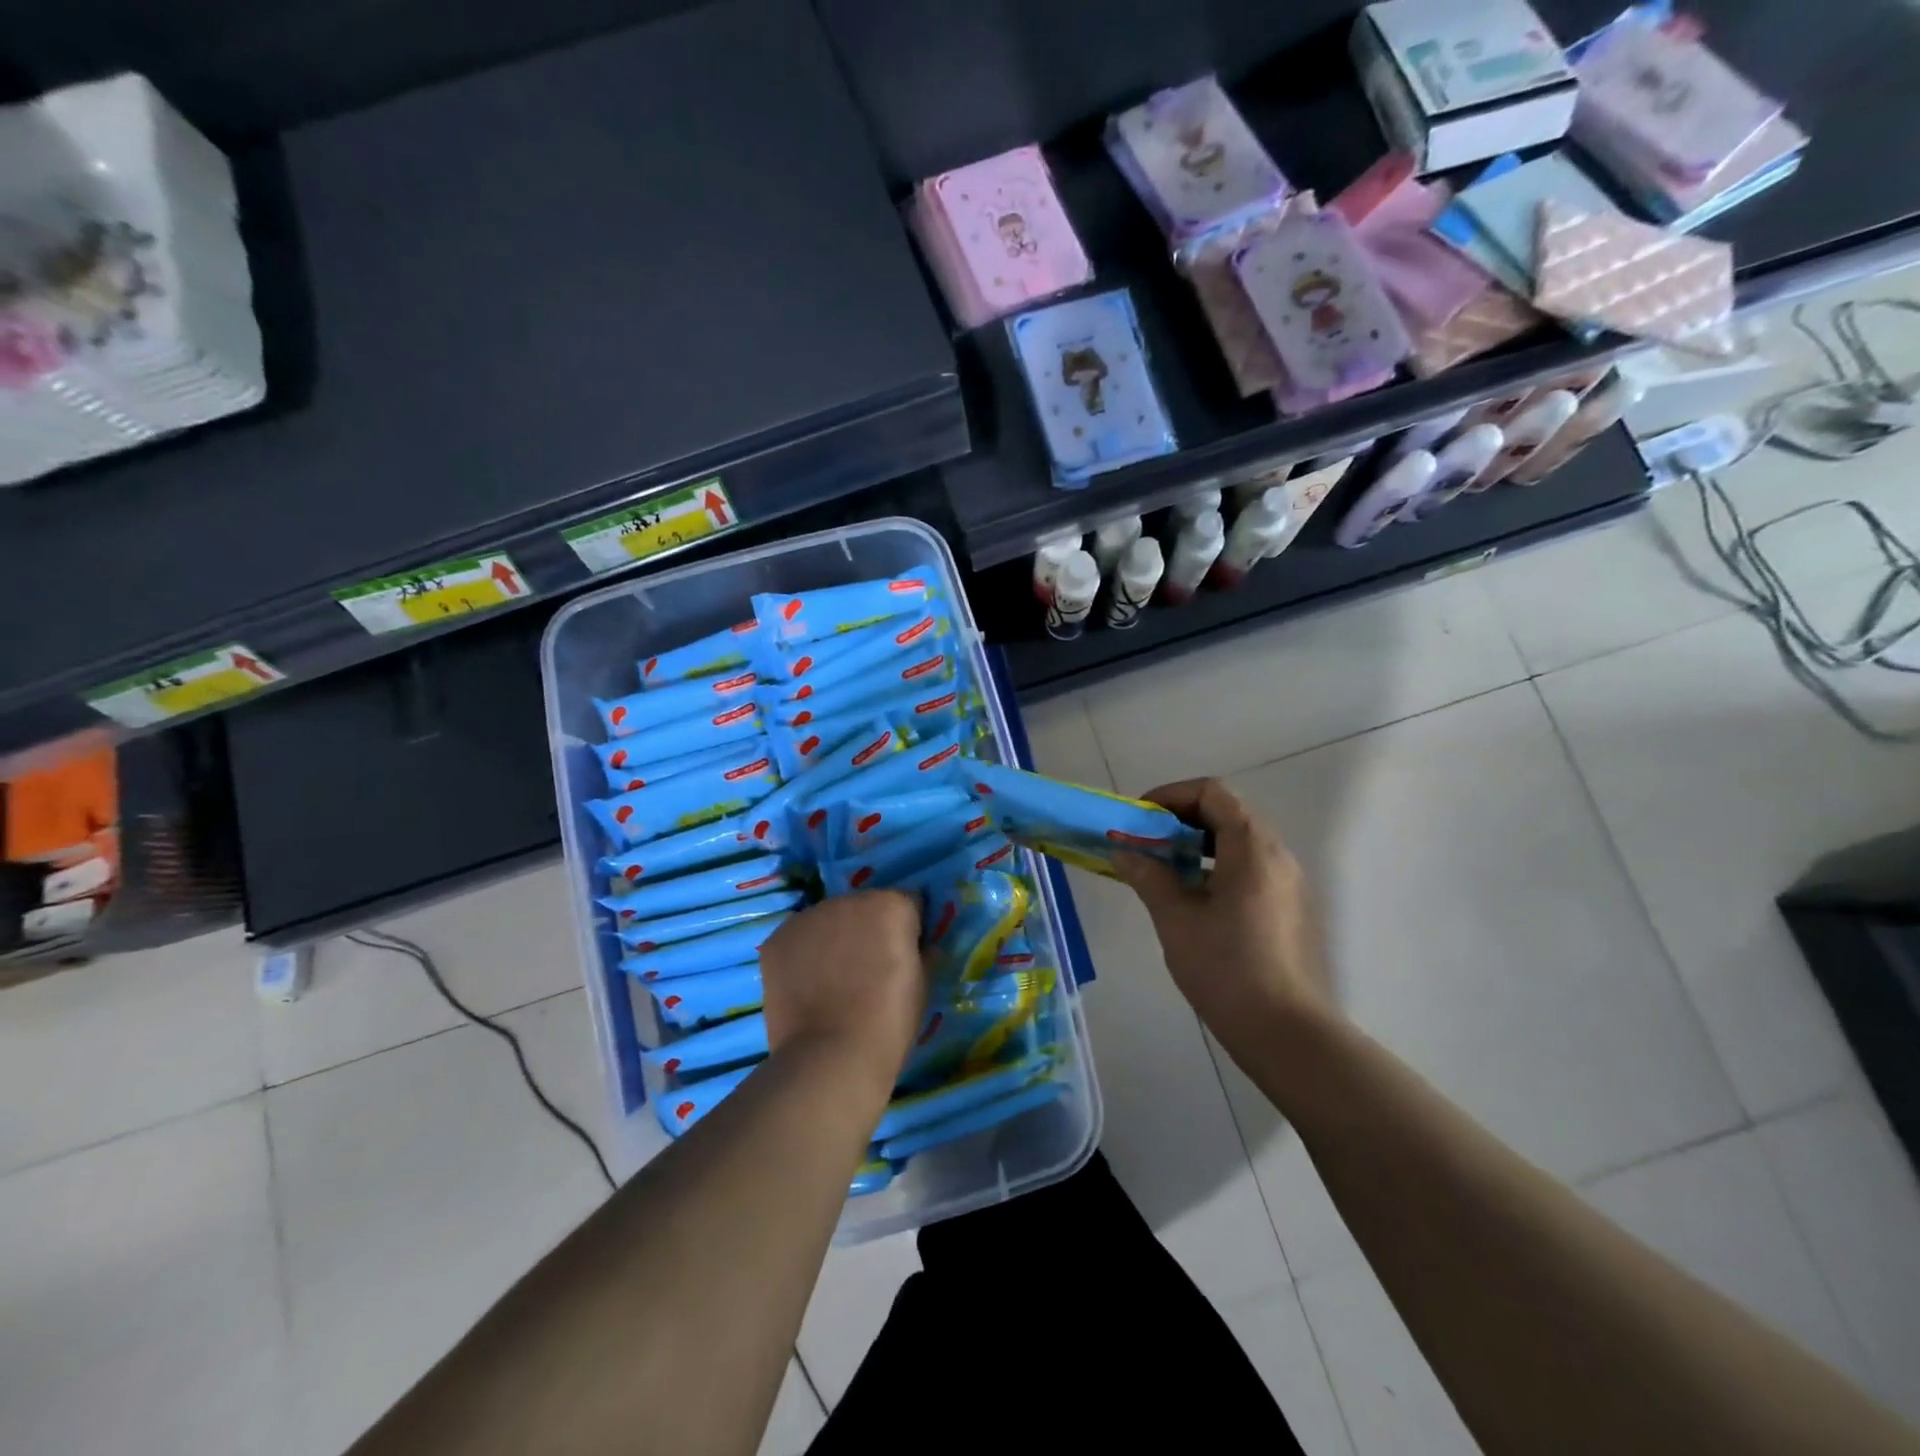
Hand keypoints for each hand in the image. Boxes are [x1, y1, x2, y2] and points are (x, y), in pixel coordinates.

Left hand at [760, 890, 926, 1096]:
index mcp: (890, 905)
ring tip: (834, 980)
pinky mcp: (777, 939)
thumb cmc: (889, 1021)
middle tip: (868, 969)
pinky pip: (798, 939)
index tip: (904, 954)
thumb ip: (923, 952)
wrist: (831, 1056)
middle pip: (864, 907)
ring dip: (834, 939)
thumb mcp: (923, 985)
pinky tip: (807, 986)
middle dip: (869, 930)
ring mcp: (808, 917)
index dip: (909, 929)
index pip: (907, 904)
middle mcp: (848, 900)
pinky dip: (804, 955)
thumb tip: (921, 945)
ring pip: (828, 921)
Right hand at [1113, 778, 1334, 1048]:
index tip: (1140, 818)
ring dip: (1198, 843)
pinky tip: (1194, 898)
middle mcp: (1277, 854)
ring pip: (1239, 841)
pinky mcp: (1289, 908)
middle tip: (1146, 842)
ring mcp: (1288, 882)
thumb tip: (1123, 850)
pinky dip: (1217, 865)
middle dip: (1181, 818)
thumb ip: (1148, 875)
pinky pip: (1250, 867)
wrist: (1285, 1032)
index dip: (1171, 795)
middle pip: (1227, 812)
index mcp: (1252, 847)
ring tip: (1164, 869)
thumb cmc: (1226, 967)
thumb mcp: (1176, 918)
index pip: (1212, 792)